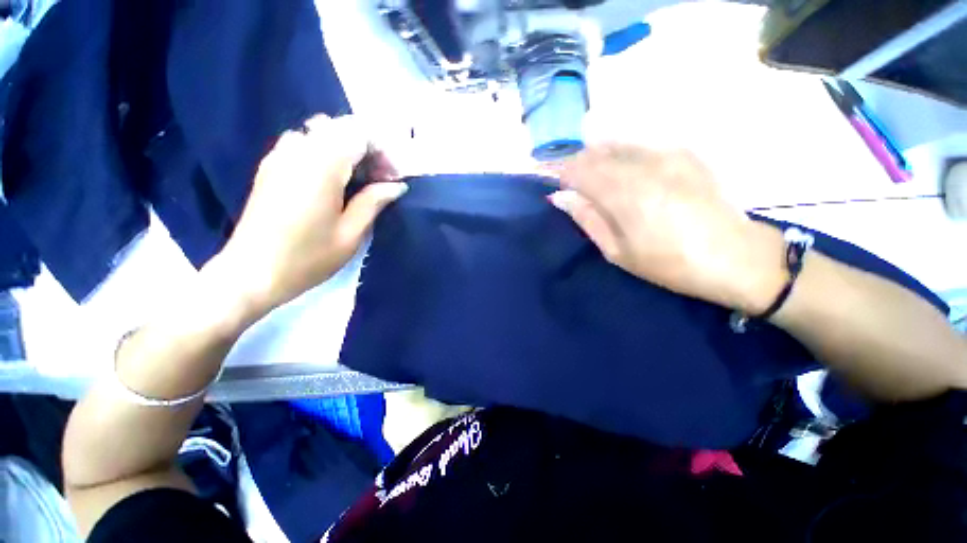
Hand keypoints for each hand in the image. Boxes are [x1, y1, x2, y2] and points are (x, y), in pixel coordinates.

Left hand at [218, 114, 407, 310]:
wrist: (251, 274)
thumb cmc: (307, 258)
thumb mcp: (351, 234)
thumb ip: (374, 202)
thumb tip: (397, 186)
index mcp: (322, 166)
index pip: (358, 133)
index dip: (382, 149)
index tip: (393, 176)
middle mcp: (298, 151)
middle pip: (339, 128)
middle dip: (366, 147)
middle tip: (380, 178)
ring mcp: (279, 157)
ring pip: (320, 133)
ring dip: (345, 149)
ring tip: (358, 179)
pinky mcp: (270, 167)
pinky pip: (303, 144)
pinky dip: (325, 153)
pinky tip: (332, 181)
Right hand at [549, 144, 785, 313]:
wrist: (737, 257)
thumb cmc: (670, 263)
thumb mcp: (618, 251)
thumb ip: (588, 219)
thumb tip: (561, 198)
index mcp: (623, 193)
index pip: (578, 170)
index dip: (560, 174)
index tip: (552, 183)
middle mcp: (642, 165)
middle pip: (595, 153)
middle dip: (576, 164)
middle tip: (570, 183)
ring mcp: (666, 154)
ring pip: (617, 145)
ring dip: (597, 157)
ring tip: (592, 176)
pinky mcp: (684, 153)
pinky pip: (640, 146)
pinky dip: (622, 154)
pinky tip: (622, 170)